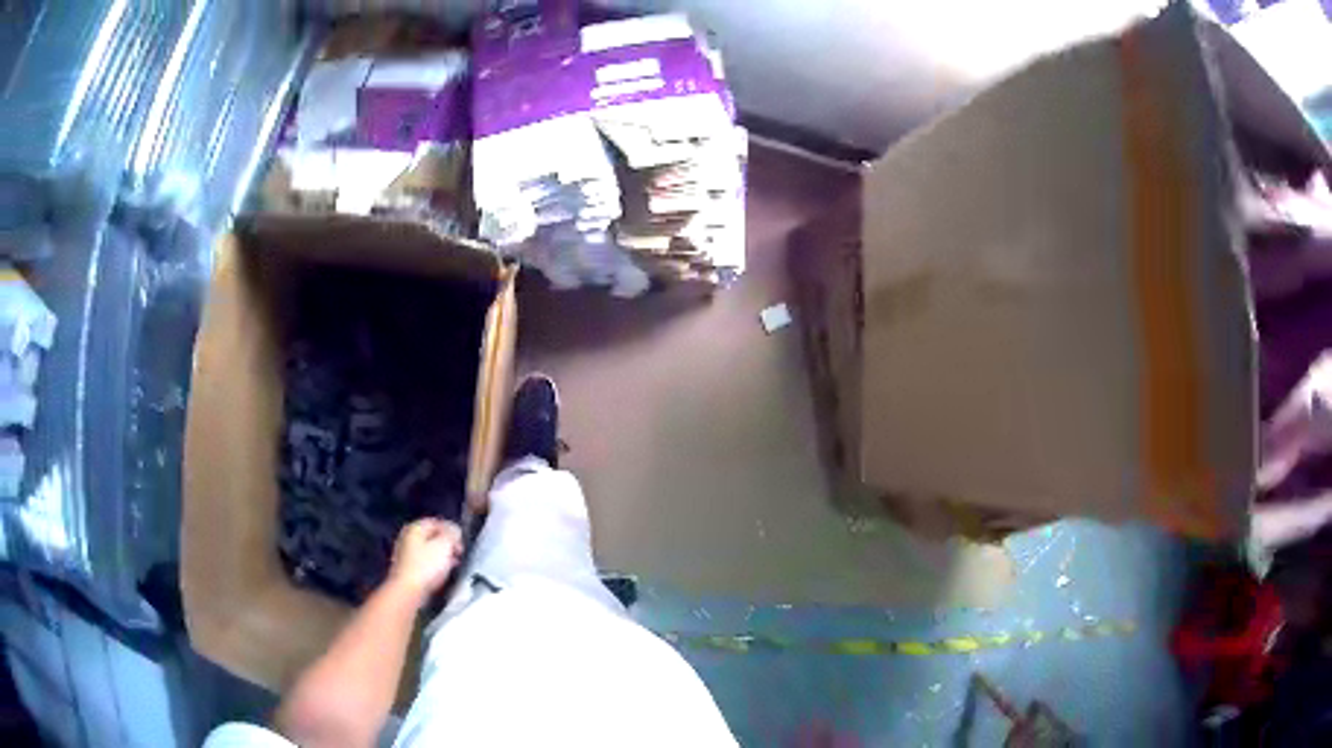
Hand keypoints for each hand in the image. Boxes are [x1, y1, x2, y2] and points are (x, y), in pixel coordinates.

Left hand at [387, 518, 462, 602]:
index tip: (461, 542)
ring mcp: (405, 553)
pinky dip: (434, 566)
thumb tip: (455, 530)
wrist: (408, 591)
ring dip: (442, 556)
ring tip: (453, 565)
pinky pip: (424, 562)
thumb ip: (452, 533)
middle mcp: (407, 537)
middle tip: (458, 553)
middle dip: (447, 544)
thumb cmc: (426, 566)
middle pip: (432, 536)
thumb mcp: (445, 545)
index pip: (437, 522)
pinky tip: (442, 573)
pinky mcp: (407, 569)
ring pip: (428, 550)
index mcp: (414, 527)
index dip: (452, 530)